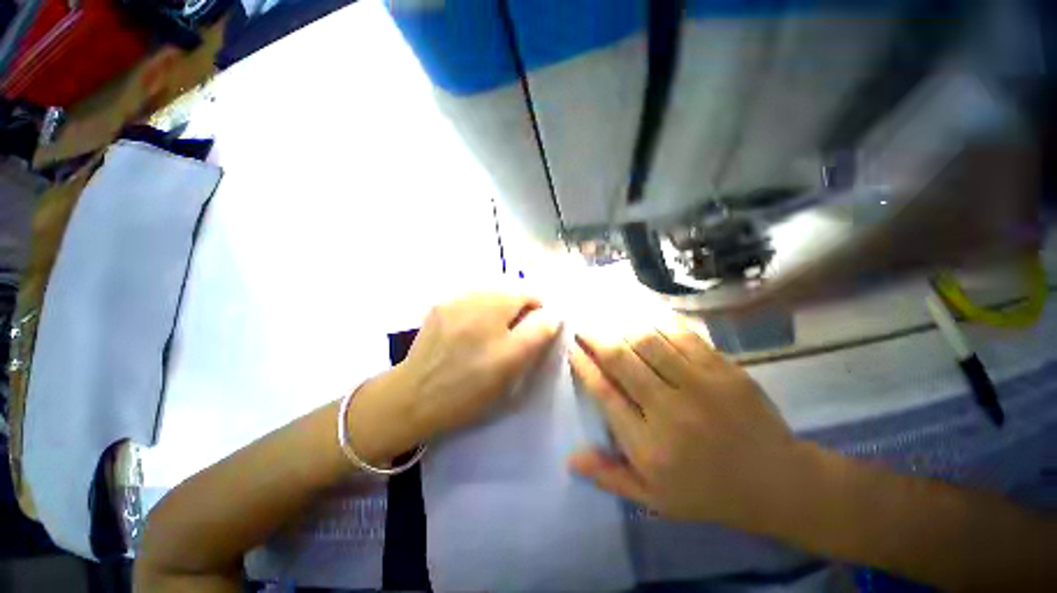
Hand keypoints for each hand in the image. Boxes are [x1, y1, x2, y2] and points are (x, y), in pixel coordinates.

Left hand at [348, 291, 560, 464]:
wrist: (413, 398)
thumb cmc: (468, 389)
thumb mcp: (511, 367)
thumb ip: (537, 334)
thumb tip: (551, 314)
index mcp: (496, 313)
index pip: (531, 296)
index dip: (539, 311)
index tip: (536, 329)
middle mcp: (476, 299)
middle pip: (510, 290)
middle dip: (519, 307)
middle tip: (514, 333)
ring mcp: (454, 301)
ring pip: (491, 292)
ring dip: (500, 305)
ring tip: (493, 330)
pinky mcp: (439, 306)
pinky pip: (471, 298)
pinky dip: (480, 307)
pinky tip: (472, 329)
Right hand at [568, 317, 806, 528]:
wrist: (779, 482)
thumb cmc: (709, 492)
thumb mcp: (655, 498)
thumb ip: (609, 477)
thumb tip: (570, 458)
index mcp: (649, 445)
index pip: (605, 393)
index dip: (584, 366)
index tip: (572, 348)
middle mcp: (669, 409)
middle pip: (621, 360)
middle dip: (596, 337)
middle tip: (582, 325)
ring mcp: (700, 385)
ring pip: (648, 341)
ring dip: (621, 324)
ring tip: (605, 315)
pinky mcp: (723, 369)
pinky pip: (682, 335)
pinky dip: (657, 321)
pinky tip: (643, 313)